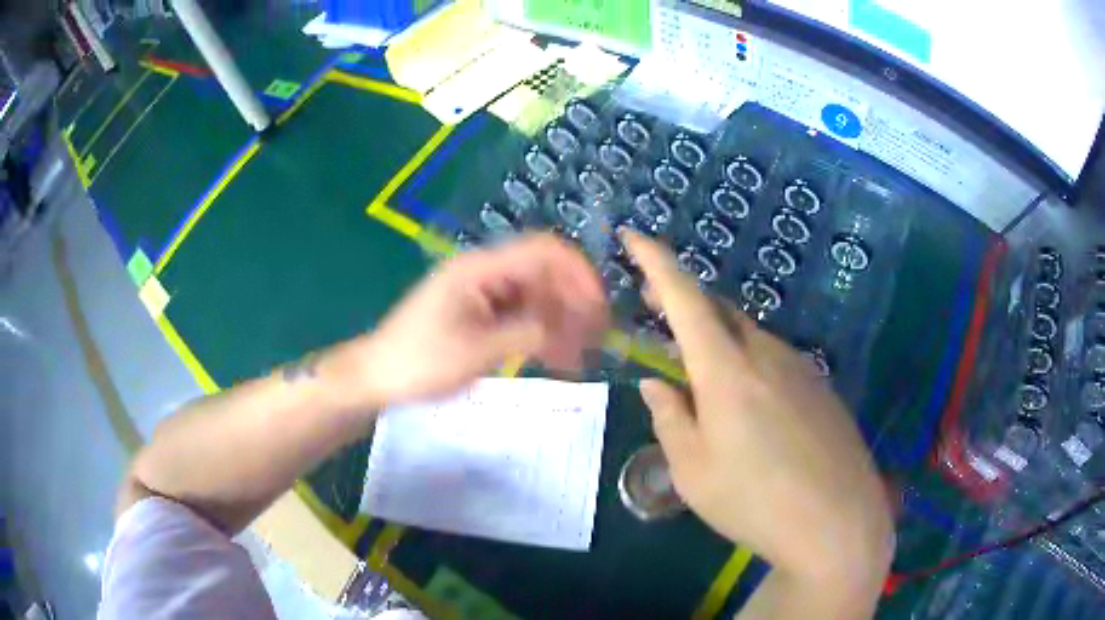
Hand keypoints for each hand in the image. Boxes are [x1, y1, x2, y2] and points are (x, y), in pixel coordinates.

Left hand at [333, 234, 607, 407]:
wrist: (378, 376)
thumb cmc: (420, 362)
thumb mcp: (475, 352)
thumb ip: (526, 333)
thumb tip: (566, 326)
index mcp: (480, 269)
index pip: (542, 252)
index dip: (577, 273)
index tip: (598, 307)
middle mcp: (485, 273)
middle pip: (544, 273)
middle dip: (574, 302)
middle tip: (596, 337)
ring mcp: (483, 292)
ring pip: (537, 295)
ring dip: (561, 321)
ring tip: (579, 355)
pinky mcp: (481, 312)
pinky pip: (522, 314)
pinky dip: (542, 332)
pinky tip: (556, 357)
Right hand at [622, 231, 892, 599]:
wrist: (837, 522)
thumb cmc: (754, 502)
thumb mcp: (693, 472)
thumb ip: (670, 420)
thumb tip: (659, 385)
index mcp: (727, 370)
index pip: (685, 297)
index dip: (655, 261)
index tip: (633, 235)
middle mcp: (766, 354)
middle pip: (719, 310)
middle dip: (683, 303)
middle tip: (657, 315)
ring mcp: (801, 368)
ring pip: (749, 336)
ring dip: (718, 340)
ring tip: (703, 377)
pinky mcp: (821, 388)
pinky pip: (775, 360)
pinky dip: (749, 364)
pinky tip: (752, 409)